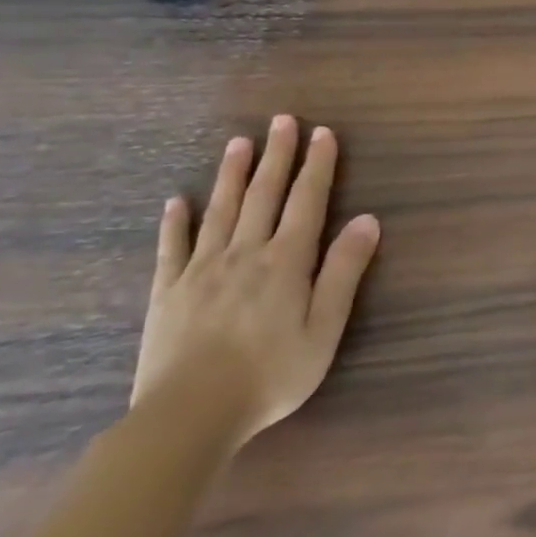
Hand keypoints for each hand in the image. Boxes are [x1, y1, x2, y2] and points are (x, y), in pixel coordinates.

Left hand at [133, 116, 381, 448]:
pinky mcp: (168, 292)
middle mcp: (244, 254)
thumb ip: (344, 272)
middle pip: (263, 195)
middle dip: (276, 156)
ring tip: (238, 143)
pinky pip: (172, 247)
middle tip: (281, 121)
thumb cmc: (272, 374)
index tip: (322, 133)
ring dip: (231, 174)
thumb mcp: (324, 327)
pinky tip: (177, 200)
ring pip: (220, 211)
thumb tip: (367, 220)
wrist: (189, 416)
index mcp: (286, 262)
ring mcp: (201, 270)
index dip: (317, 166)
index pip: (306, 202)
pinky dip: (176, 221)